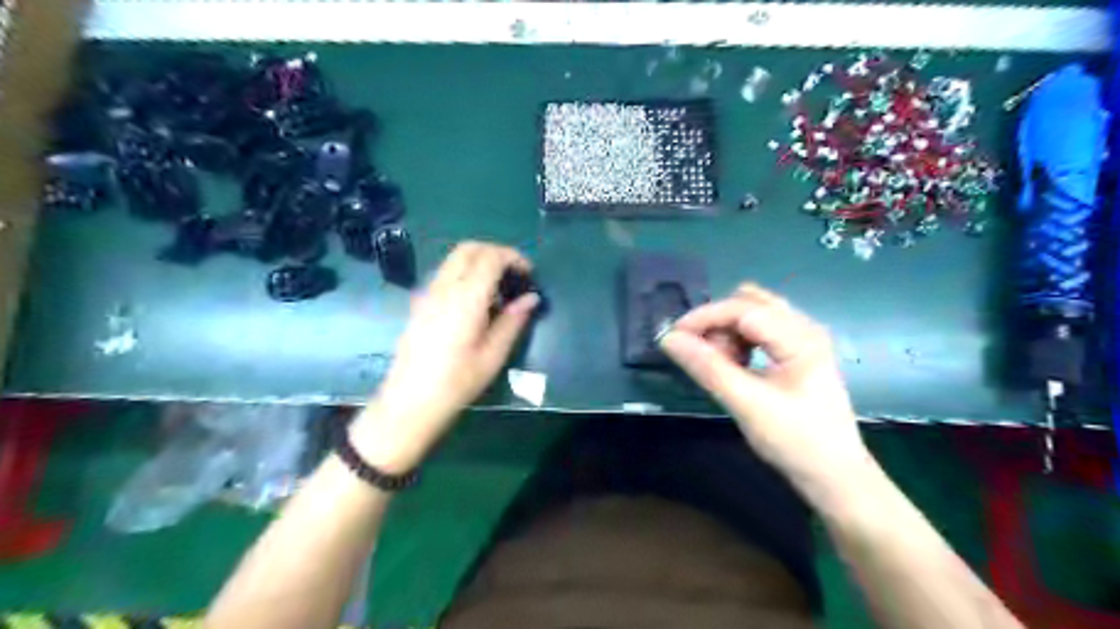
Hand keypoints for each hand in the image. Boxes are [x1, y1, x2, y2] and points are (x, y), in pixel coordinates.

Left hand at [352, 240, 539, 471]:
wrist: (410, 401)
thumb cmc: (457, 382)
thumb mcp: (493, 355)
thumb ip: (513, 320)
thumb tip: (531, 297)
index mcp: (466, 297)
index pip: (490, 257)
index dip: (513, 257)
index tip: (528, 273)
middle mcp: (444, 287)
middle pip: (468, 248)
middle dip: (495, 252)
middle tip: (513, 273)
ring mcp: (428, 293)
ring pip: (454, 259)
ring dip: (478, 261)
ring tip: (497, 290)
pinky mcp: (420, 303)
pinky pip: (445, 274)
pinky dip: (464, 273)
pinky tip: (474, 302)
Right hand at [657, 286, 873, 495]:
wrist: (835, 477)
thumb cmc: (796, 442)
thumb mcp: (747, 405)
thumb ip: (708, 368)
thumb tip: (669, 339)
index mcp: (800, 337)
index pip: (742, 309)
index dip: (704, 317)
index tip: (672, 337)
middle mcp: (804, 328)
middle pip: (749, 303)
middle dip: (717, 322)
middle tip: (701, 354)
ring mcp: (802, 340)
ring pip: (753, 315)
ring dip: (727, 331)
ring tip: (719, 364)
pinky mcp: (796, 354)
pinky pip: (759, 332)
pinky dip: (738, 341)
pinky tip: (734, 367)